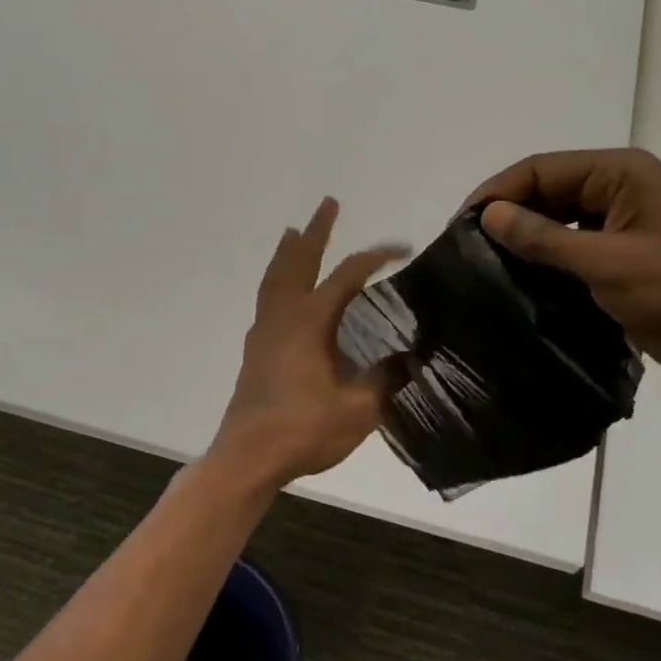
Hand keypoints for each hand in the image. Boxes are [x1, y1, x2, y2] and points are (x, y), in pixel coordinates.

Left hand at [210, 198, 408, 487]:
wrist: (249, 456)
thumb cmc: (305, 430)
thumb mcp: (360, 408)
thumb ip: (386, 379)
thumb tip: (410, 358)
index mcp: (311, 322)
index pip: (347, 276)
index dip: (376, 257)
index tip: (402, 249)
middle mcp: (283, 317)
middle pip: (299, 262)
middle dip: (316, 232)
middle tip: (328, 204)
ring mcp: (264, 332)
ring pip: (274, 279)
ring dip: (288, 253)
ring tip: (293, 233)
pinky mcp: (254, 351)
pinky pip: (266, 301)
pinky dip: (276, 283)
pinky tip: (282, 294)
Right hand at [466, 149, 660, 392]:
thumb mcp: (608, 262)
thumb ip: (545, 238)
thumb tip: (488, 215)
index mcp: (621, 174)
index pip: (542, 169)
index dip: (498, 192)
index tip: (460, 225)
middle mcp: (617, 190)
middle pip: (546, 192)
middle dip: (506, 216)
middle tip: (464, 249)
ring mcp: (619, 225)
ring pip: (555, 222)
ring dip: (522, 241)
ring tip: (482, 266)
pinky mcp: (618, 258)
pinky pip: (568, 249)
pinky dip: (542, 262)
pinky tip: (515, 282)